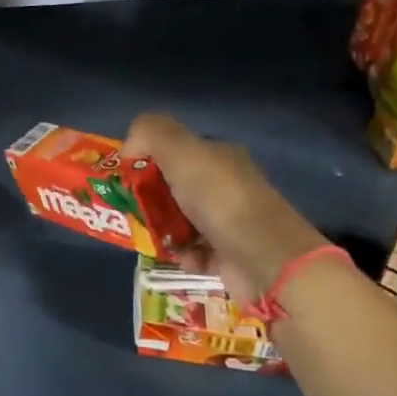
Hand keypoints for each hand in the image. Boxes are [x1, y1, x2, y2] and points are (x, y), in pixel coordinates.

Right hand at [121, 113, 327, 303]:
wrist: (269, 261)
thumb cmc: (220, 200)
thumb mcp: (180, 151)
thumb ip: (149, 133)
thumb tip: (128, 150)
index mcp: (217, 155)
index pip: (171, 150)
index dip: (145, 160)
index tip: (127, 177)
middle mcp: (224, 184)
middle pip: (172, 186)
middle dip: (150, 199)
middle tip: (134, 211)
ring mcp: (229, 221)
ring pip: (179, 220)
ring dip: (163, 229)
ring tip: (155, 238)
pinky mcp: (230, 254)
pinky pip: (193, 250)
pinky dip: (184, 254)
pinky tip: (184, 257)